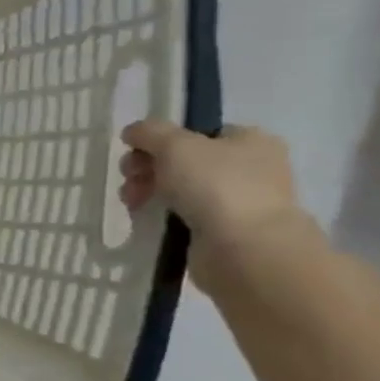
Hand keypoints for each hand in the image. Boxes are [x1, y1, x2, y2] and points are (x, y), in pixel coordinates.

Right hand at [118, 121, 312, 287]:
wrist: (244, 248)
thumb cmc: (215, 186)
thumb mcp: (175, 145)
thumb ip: (150, 132)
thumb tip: (133, 132)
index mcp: (250, 140)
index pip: (197, 133)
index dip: (161, 141)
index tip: (136, 152)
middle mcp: (250, 168)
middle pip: (183, 161)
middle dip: (147, 168)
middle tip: (129, 179)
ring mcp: (238, 201)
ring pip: (179, 189)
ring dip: (148, 192)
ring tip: (132, 203)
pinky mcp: (223, 231)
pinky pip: (182, 216)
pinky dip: (161, 216)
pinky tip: (146, 220)